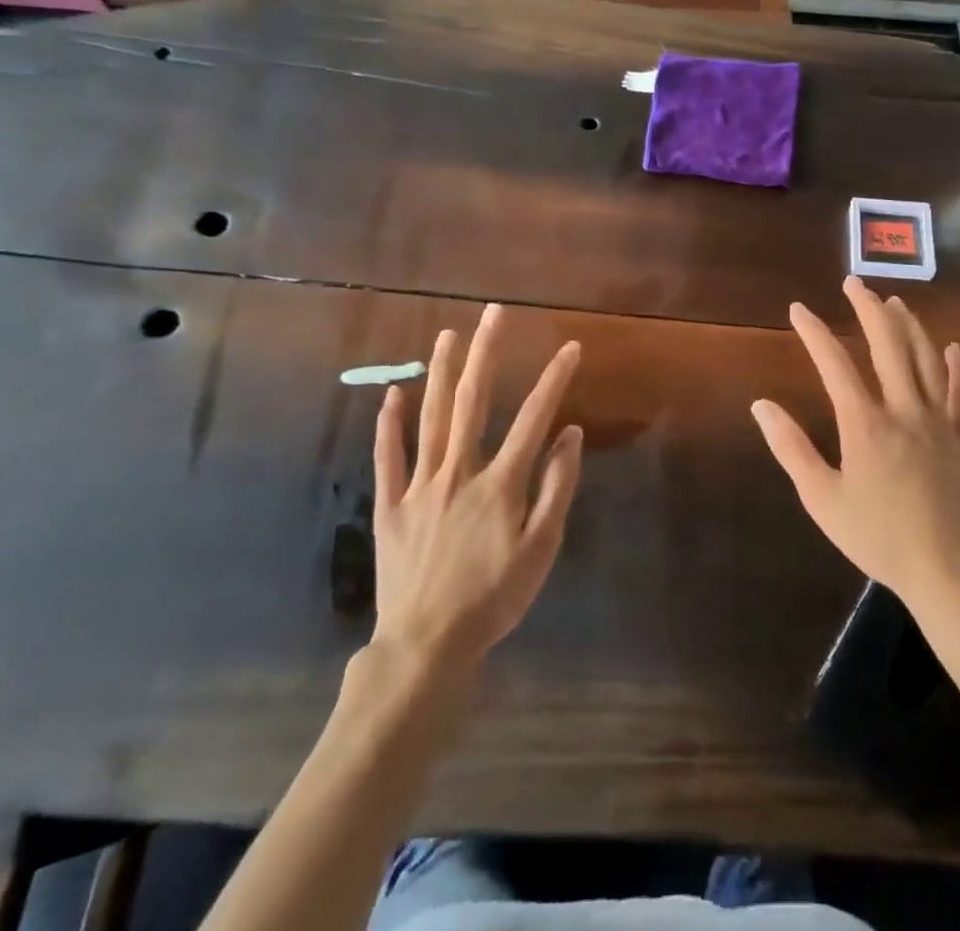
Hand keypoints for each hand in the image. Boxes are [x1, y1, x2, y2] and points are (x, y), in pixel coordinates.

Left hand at [371, 304, 583, 671]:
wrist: (426, 646)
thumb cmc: (493, 599)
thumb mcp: (541, 550)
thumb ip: (557, 489)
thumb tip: (570, 435)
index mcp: (500, 483)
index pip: (533, 419)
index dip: (554, 380)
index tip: (570, 347)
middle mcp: (459, 472)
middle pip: (473, 402)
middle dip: (485, 353)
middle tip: (493, 313)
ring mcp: (420, 486)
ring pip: (431, 418)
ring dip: (440, 373)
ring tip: (447, 335)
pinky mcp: (391, 505)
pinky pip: (389, 457)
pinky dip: (389, 424)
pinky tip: (392, 393)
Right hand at [751, 276, 959, 616]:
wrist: (949, 573)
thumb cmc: (878, 538)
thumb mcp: (822, 499)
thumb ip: (791, 448)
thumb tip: (761, 406)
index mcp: (865, 423)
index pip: (835, 363)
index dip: (814, 332)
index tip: (799, 309)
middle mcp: (904, 409)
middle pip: (887, 345)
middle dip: (867, 309)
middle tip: (854, 284)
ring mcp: (940, 420)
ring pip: (926, 359)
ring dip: (908, 325)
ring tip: (894, 302)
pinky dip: (956, 366)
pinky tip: (950, 348)